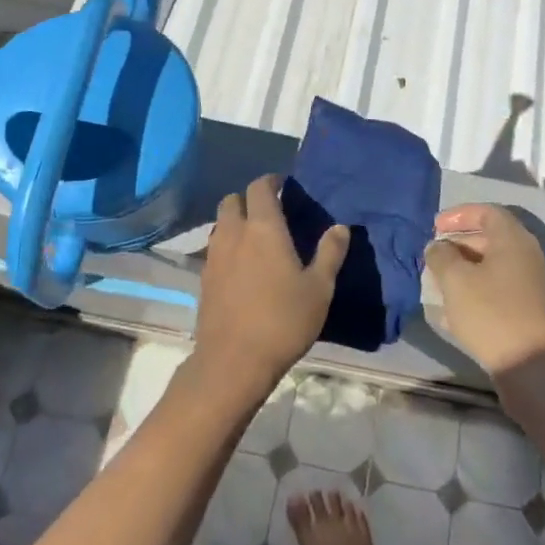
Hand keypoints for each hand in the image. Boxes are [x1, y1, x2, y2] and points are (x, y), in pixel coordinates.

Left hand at [194, 176, 349, 393]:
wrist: (233, 362)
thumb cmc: (283, 320)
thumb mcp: (319, 289)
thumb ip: (330, 253)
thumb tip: (340, 227)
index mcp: (264, 228)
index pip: (260, 188)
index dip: (270, 182)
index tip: (283, 186)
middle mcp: (234, 234)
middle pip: (232, 200)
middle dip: (248, 199)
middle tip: (268, 213)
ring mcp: (214, 256)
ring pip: (220, 224)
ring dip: (235, 222)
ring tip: (255, 239)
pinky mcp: (203, 279)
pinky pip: (214, 249)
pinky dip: (226, 247)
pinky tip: (241, 267)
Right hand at [425, 203, 544, 378]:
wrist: (531, 365)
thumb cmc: (491, 312)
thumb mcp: (455, 279)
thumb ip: (441, 255)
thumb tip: (437, 246)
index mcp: (513, 238)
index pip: (486, 212)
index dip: (458, 215)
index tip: (434, 227)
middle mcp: (526, 255)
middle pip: (489, 237)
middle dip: (458, 243)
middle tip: (433, 255)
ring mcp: (529, 282)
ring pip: (491, 264)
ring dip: (464, 268)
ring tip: (438, 281)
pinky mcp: (527, 308)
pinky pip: (497, 286)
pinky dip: (475, 288)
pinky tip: (454, 308)